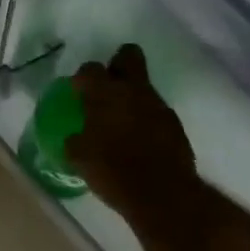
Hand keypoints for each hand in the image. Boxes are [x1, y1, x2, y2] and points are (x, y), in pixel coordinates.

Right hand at [65, 44, 198, 221]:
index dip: (83, 78)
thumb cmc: (114, 173)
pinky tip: (141, 140)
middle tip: (108, 86)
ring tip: (122, 122)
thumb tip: (74, 138)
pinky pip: (157, 111)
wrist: (163, 195)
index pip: (90, 69)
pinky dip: (147, 119)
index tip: (78, 92)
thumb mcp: (81, 159)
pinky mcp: (175, 123)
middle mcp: (133, 90)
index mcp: (105, 94)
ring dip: (133, 97)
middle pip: (128, 55)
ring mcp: (158, 104)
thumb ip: (76, 142)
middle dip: (117, 64)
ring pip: (144, 86)